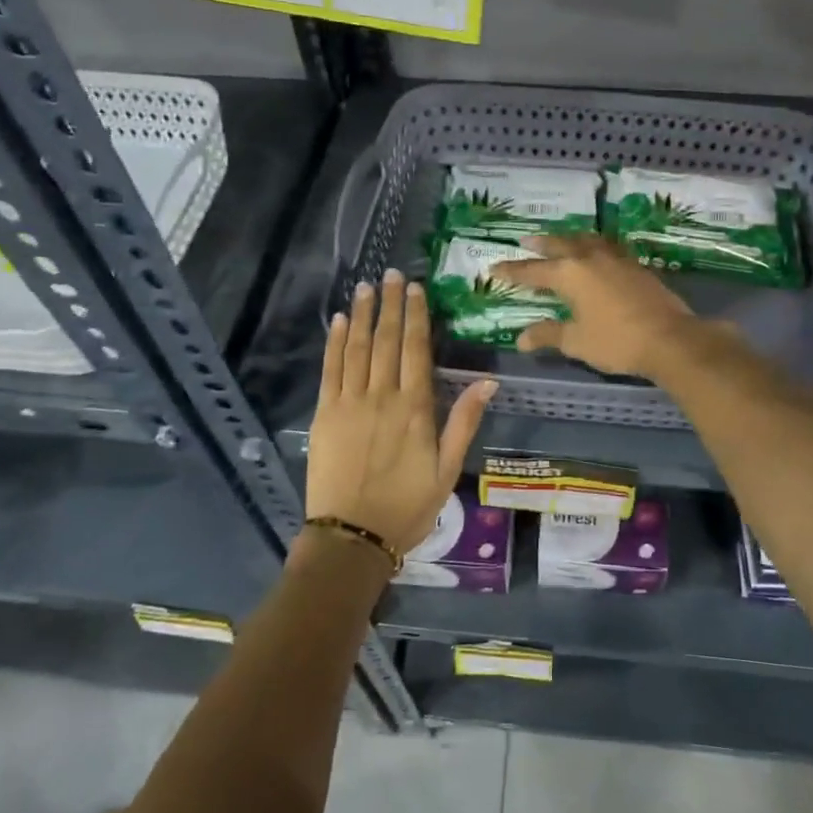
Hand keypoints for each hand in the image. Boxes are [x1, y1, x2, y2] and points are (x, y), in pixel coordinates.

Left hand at [307, 269, 496, 555]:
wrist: (352, 537)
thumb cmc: (407, 506)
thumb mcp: (448, 470)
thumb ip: (464, 422)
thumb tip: (488, 381)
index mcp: (415, 408)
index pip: (417, 349)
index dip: (416, 316)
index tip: (414, 288)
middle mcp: (382, 396)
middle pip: (388, 340)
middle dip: (390, 305)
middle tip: (390, 274)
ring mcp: (350, 402)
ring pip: (358, 348)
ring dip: (364, 314)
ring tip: (366, 286)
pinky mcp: (325, 414)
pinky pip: (331, 369)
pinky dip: (336, 342)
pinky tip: (341, 321)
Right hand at [492, 234, 697, 377]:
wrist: (669, 339)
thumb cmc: (616, 341)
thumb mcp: (576, 341)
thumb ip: (548, 335)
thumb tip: (521, 339)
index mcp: (570, 274)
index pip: (533, 271)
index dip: (512, 271)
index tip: (494, 268)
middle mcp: (590, 258)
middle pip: (560, 245)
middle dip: (541, 244)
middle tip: (526, 241)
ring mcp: (616, 259)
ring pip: (586, 240)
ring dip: (569, 239)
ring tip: (561, 241)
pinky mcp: (636, 266)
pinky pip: (607, 247)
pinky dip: (593, 246)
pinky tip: (596, 254)